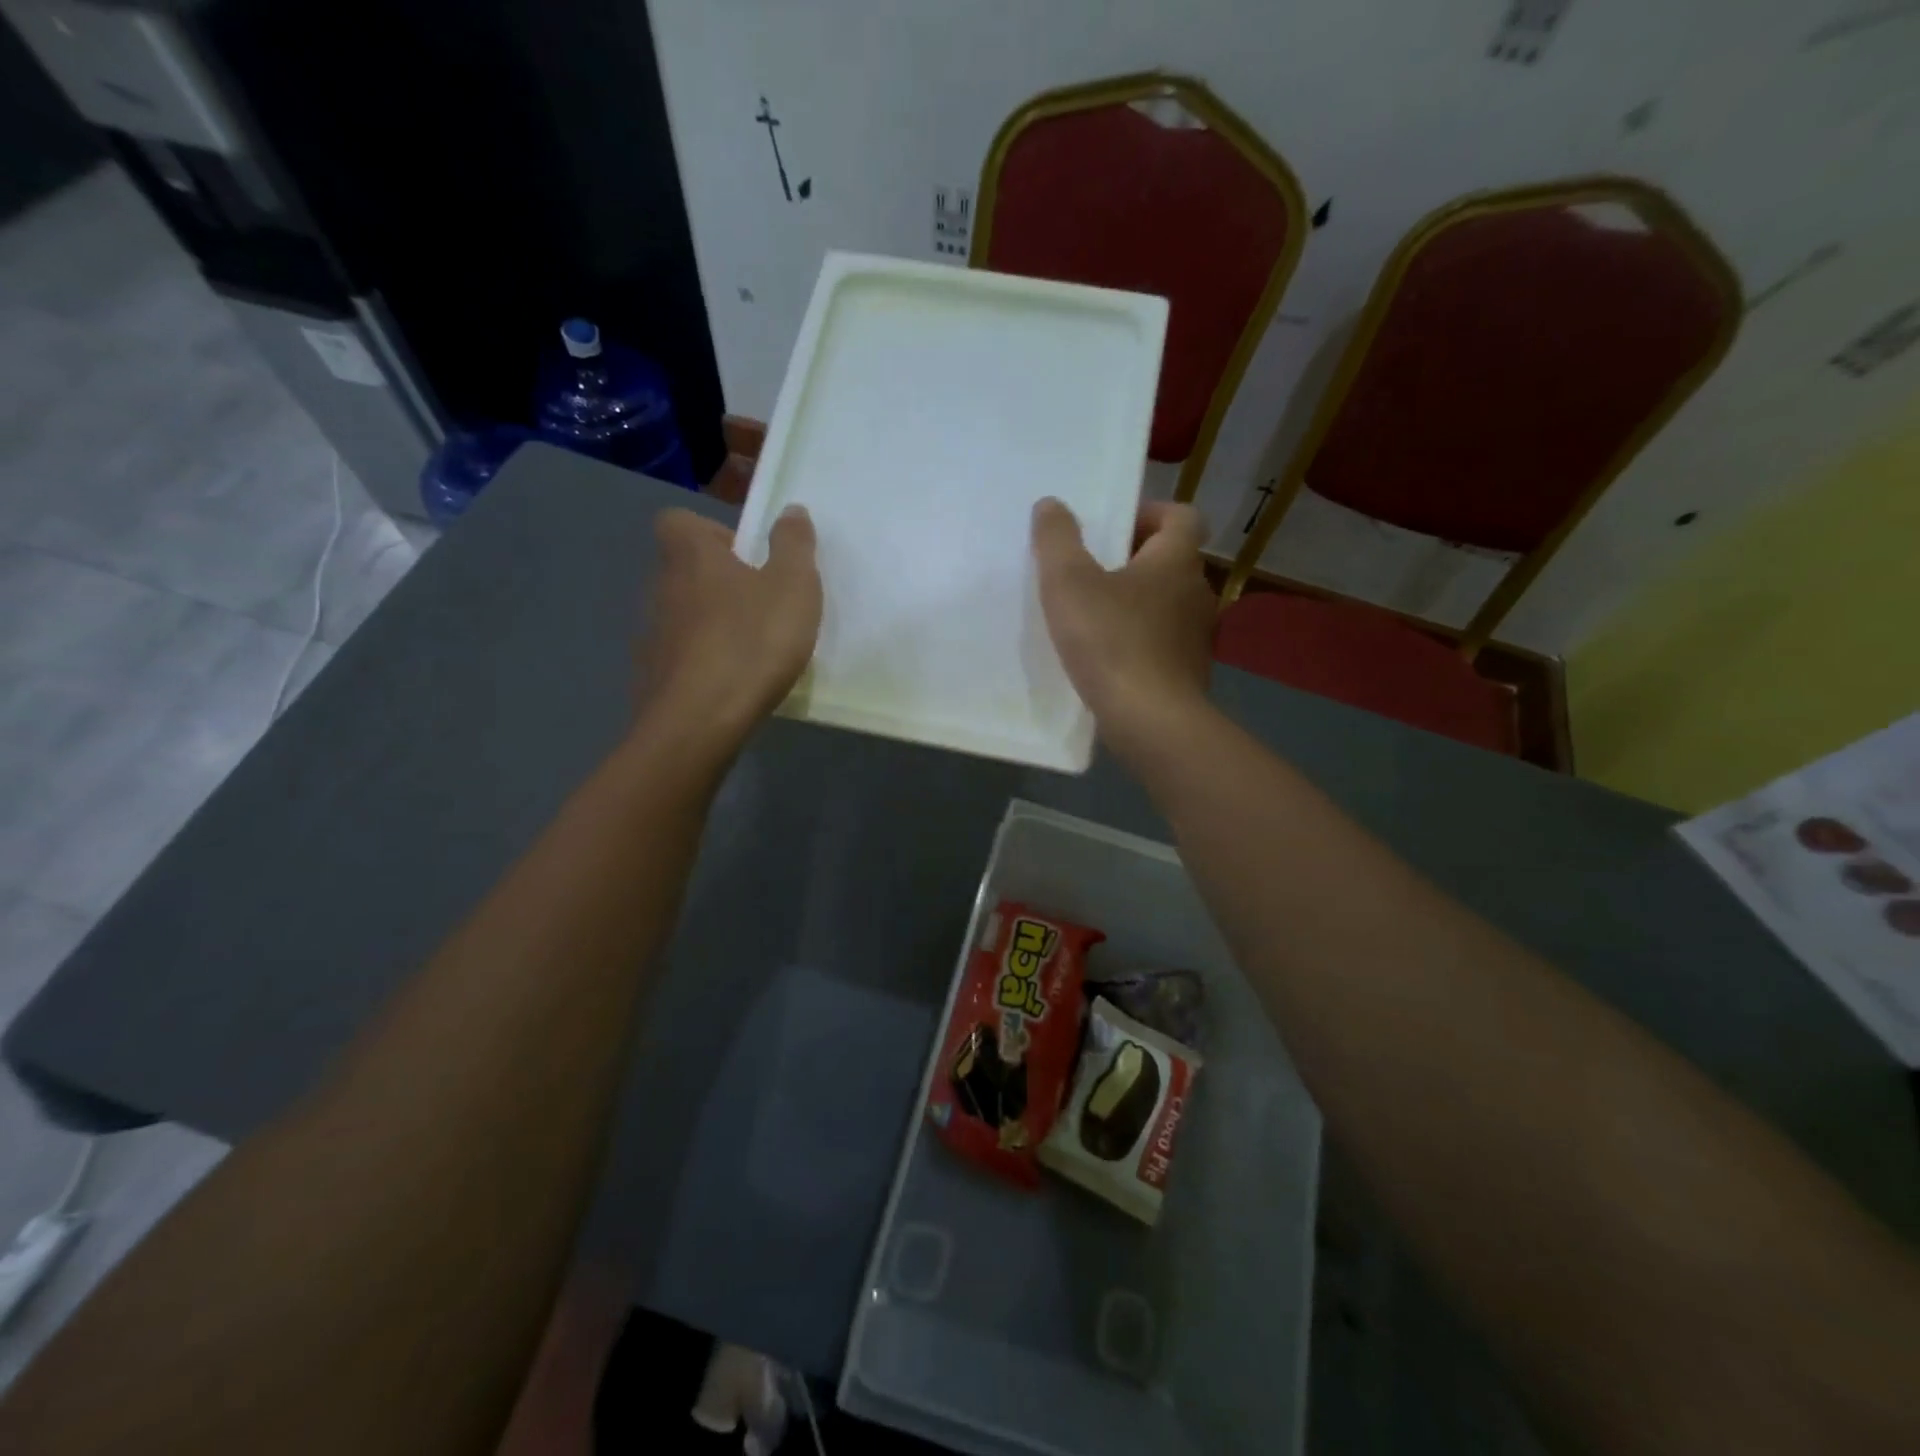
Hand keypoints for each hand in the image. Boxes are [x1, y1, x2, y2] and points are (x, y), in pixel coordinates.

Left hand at [639, 505, 820, 743]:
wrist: (699, 721)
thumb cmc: (751, 642)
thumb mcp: (793, 587)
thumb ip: (794, 545)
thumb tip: (790, 511)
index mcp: (691, 556)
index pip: (680, 521)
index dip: (714, 532)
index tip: (749, 558)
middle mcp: (661, 587)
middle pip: (685, 570)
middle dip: (720, 582)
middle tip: (762, 606)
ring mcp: (652, 635)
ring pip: (683, 615)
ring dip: (712, 624)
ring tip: (752, 649)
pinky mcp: (653, 677)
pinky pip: (681, 657)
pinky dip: (703, 663)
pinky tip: (732, 683)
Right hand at [1031, 497, 1214, 762]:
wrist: (1151, 721)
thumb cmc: (1111, 641)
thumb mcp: (1068, 583)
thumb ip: (1057, 539)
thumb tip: (1052, 505)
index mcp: (1177, 560)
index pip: (1182, 515)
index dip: (1149, 512)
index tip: (1112, 528)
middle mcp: (1197, 591)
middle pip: (1170, 560)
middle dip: (1132, 560)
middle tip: (1089, 570)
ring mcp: (1197, 636)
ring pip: (1166, 604)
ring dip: (1134, 602)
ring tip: (1091, 616)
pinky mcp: (1188, 672)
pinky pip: (1162, 642)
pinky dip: (1138, 640)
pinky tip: (1105, 658)